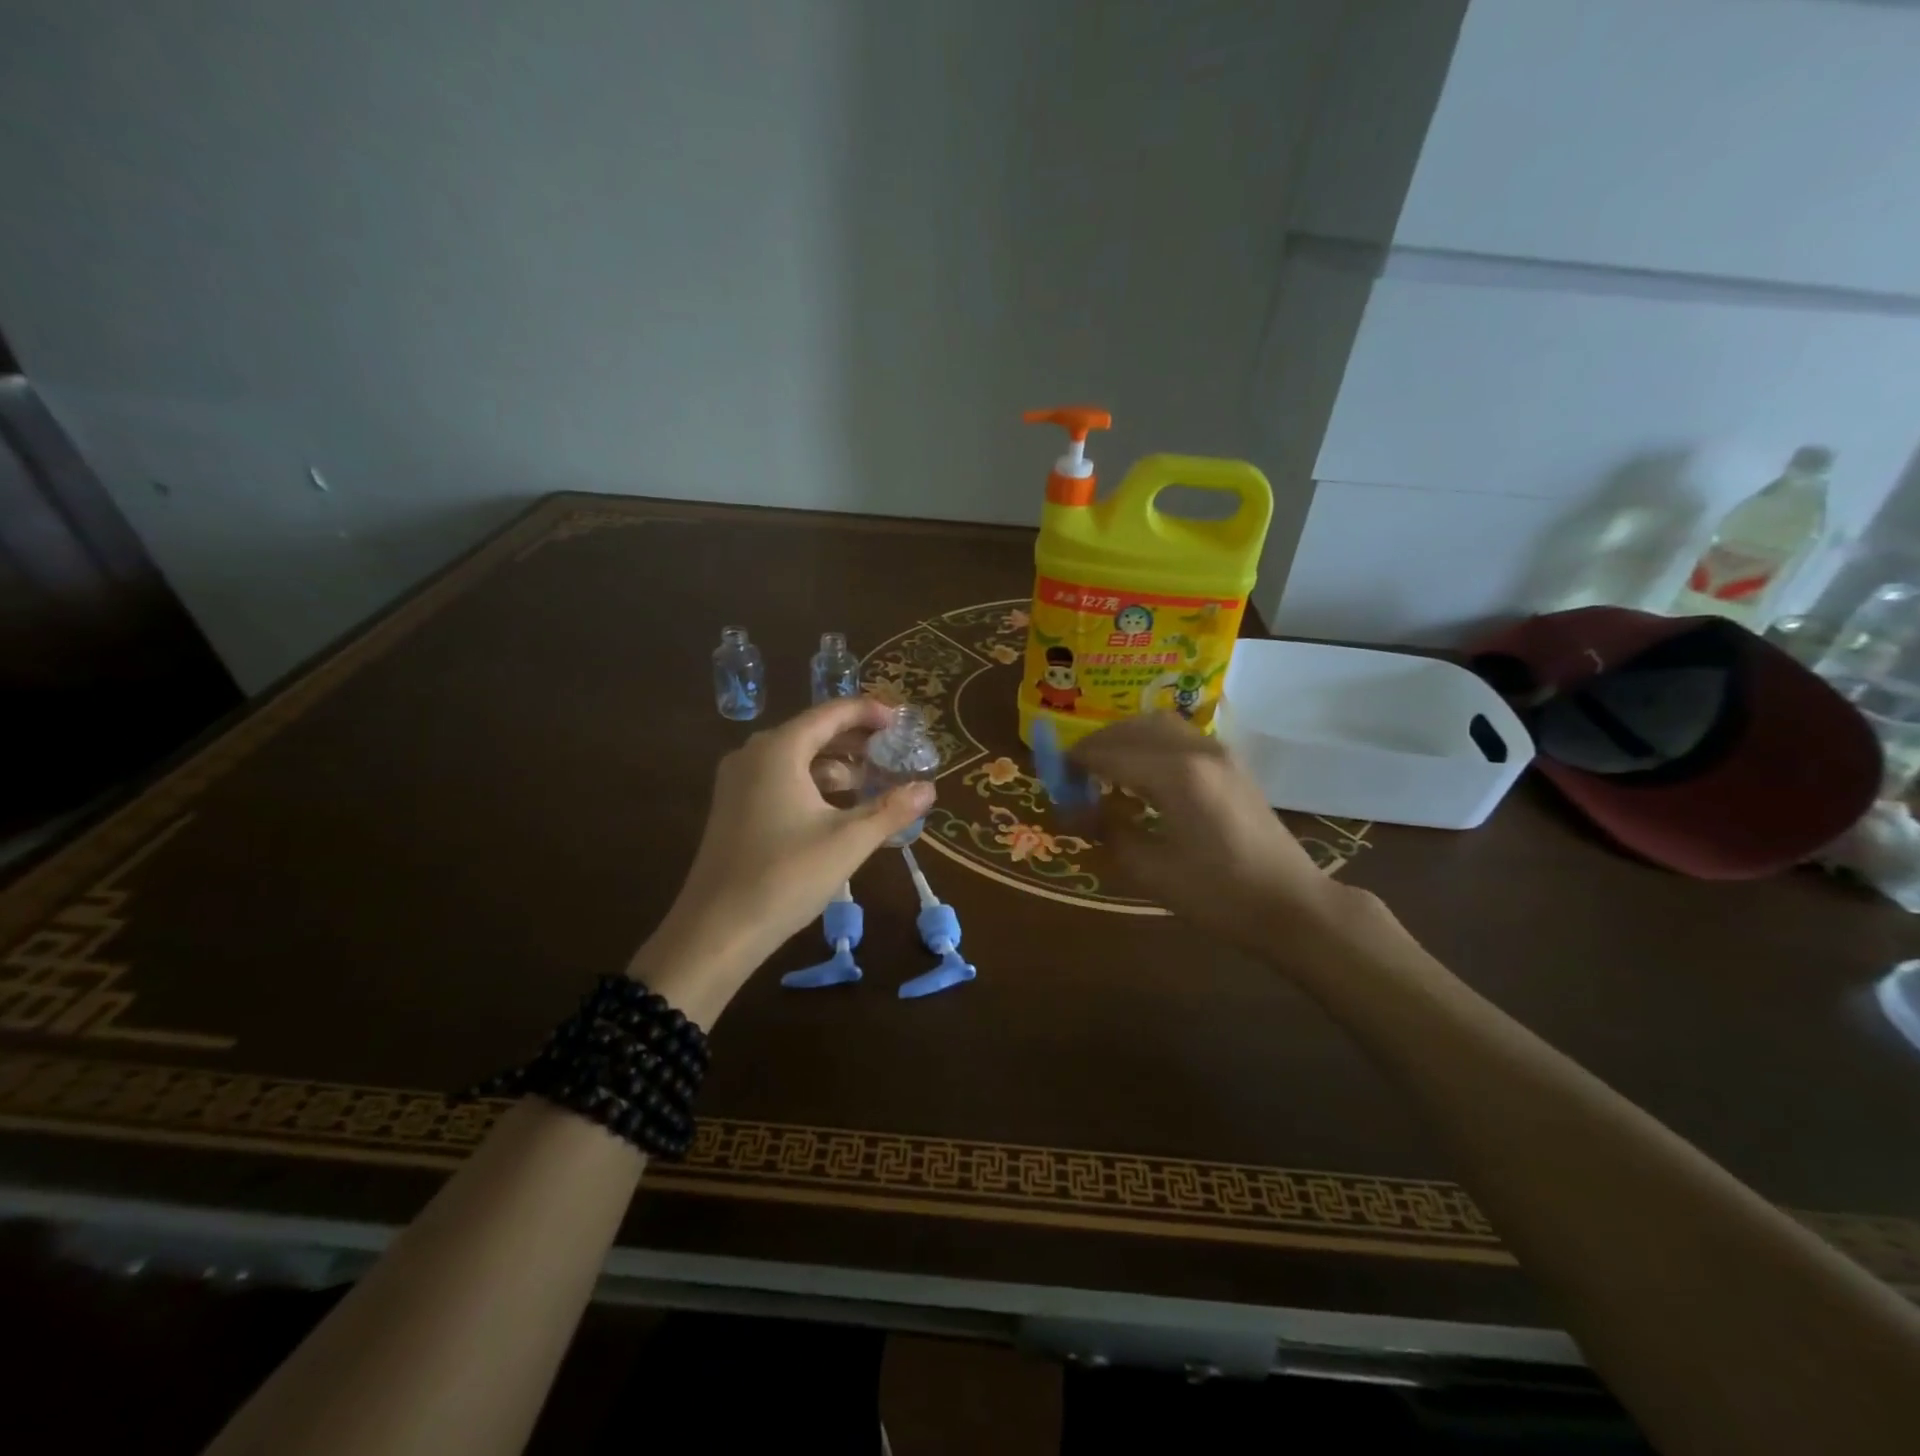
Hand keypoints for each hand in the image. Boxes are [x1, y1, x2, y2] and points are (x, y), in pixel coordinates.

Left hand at [631, 697, 934, 1023]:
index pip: (831, 713)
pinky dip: (815, 785)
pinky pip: (782, 780)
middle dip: (856, 740)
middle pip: (813, 732)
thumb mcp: (848, 841)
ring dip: (837, 766)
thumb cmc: (785, 876)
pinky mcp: (735, 808)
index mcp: (779, 749)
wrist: (716, 931)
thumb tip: (928, 789)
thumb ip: (890, 810)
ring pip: (797, 759)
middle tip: (895, 751)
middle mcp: (754, 754)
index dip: (869, 712)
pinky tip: (841, 808)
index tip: (902, 721)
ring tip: (876, 781)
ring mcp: (739, 782)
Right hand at [1071, 712, 1369, 963]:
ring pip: (1159, 725)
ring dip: (1125, 739)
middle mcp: (1198, 750)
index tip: (1052, 780)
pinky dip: (1150, 744)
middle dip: (1097, 745)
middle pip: (1133, 728)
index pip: (1109, 753)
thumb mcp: (1151, 870)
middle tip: (1074, 773)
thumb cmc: (1219, 895)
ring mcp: (1220, 753)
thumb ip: (1107, 831)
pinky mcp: (1232, 764)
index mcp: (1176, 774)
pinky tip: (1141, 775)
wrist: (1292, 906)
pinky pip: (1180, 737)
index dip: (1075, 764)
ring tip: (1104, 769)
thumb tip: (1070, 810)